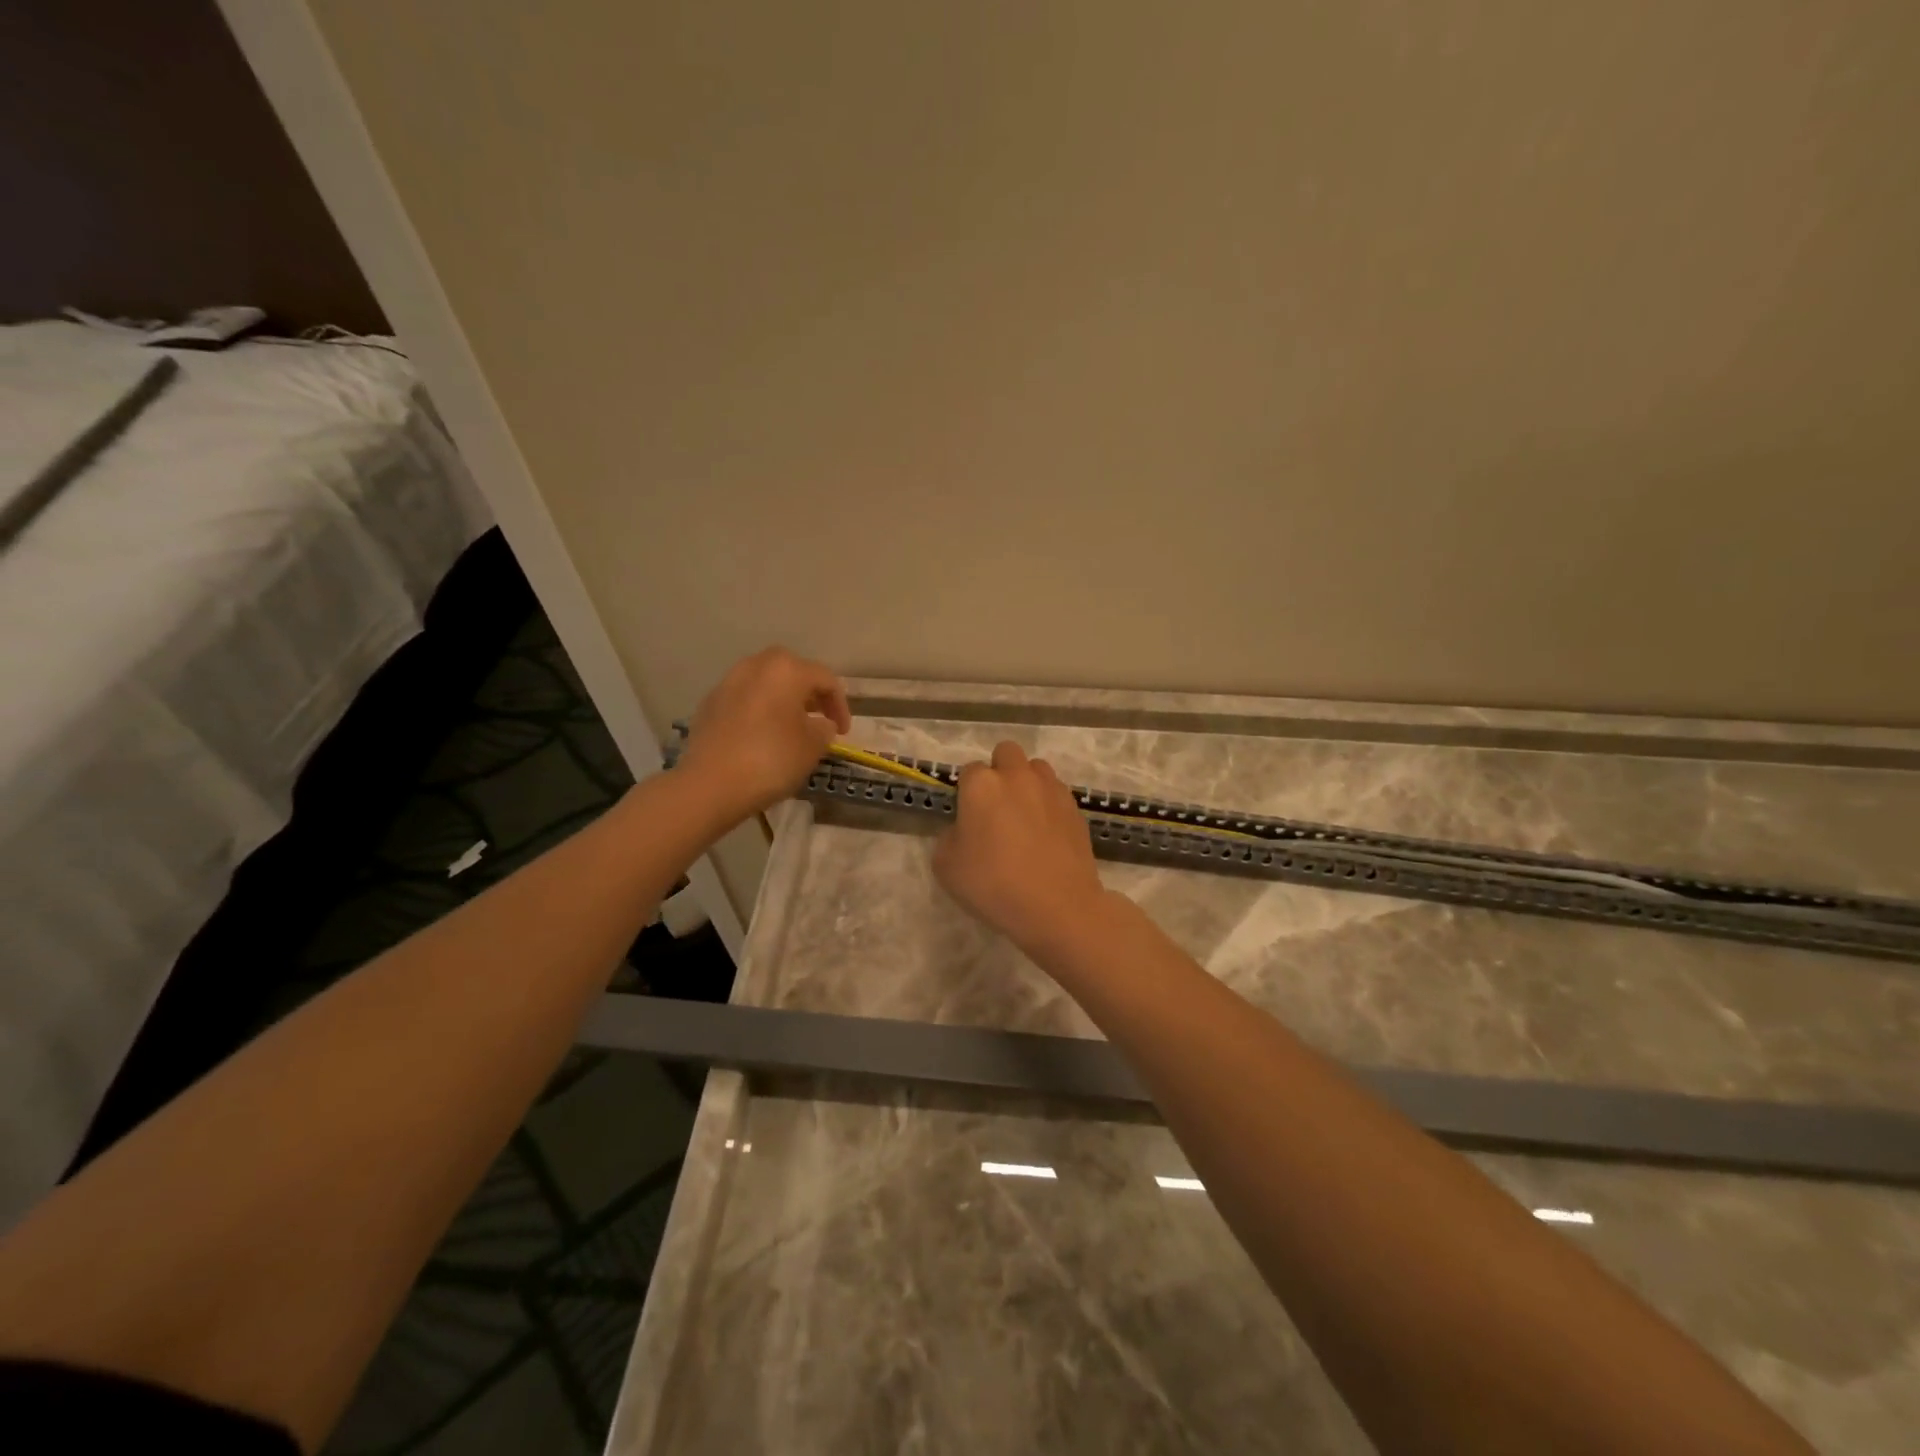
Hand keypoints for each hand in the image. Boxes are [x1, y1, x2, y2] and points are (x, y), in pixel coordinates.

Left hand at [677, 647, 851, 823]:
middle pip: (792, 672)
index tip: (844, 733)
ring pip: (765, 683)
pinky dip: (758, 710)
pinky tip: (761, 735)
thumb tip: (821, 724)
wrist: (710, 785)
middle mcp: (755, 666)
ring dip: (782, 700)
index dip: (840, 705)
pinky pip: (744, 699)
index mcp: (786, 670)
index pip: (826, 679)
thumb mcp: (813, 747)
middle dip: (809, 694)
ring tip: (791, 727)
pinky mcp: (709, 704)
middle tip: (819, 718)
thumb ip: (824, 729)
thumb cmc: (771, 760)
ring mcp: (728, 683)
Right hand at [933, 742, 1109, 954]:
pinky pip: (1056, 793)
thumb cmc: (993, 884)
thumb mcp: (946, 867)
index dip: (966, 792)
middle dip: (999, 771)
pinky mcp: (1075, 807)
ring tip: (1025, 816)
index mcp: (982, 785)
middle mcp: (1017, 776)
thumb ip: (949, 837)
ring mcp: (1051, 789)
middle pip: (1006, 753)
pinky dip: (1049, 804)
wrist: (1057, 906)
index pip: (969, 771)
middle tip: (996, 807)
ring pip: (1036, 768)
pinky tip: (1046, 834)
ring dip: (1027, 782)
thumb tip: (963, 830)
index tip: (968, 817)